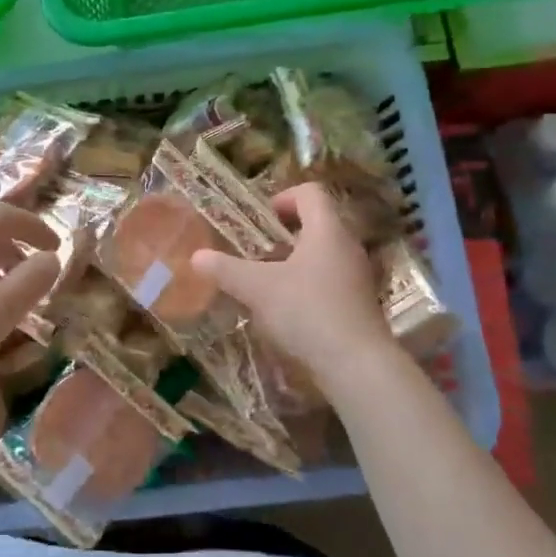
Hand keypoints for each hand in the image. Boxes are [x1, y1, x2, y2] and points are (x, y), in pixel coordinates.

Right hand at [190, 182, 391, 374]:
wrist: (356, 364)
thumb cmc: (307, 311)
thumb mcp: (257, 288)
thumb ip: (226, 269)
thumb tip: (197, 257)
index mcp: (327, 230)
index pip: (310, 192)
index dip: (282, 197)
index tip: (259, 218)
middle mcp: (347, 246)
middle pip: (316, 223)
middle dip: (283, 233)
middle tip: (255, 251)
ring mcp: (357, 276)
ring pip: (322, 254)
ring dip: (294, 261)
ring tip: (265, 282)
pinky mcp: (359, 303)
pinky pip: (330, 280)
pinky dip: (307, 285)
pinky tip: (286, 310)